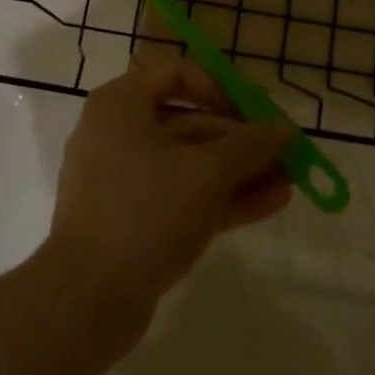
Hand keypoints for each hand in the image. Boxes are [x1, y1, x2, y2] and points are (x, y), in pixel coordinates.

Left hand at [45, 58, 293, 319]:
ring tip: (289, 181)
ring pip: (187, 165)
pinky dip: (219, 198)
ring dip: (237, 172)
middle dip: (240, 140)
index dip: (218, 88)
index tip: (253, 112)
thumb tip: (284, 129)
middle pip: (187, 123)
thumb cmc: (146, 212)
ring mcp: (121, 181)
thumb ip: (249, 146)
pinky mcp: (129, 221)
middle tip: (283, 153)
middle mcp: (116, 134)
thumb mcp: (207, 173)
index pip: (174, 73)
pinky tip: (269, 204)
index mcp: (121, 105)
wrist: (85, 300)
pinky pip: (179, 196)